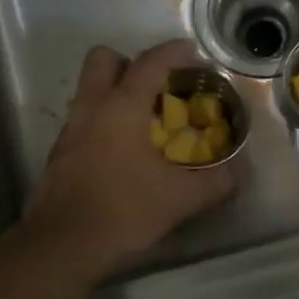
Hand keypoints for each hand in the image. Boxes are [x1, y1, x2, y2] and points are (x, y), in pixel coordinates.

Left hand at [25, 40, 237, 279]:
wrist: (63, 246)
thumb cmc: (124, 211)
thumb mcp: (181, 199)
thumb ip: (216, 182)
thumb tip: (239, 172)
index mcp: (122, 108)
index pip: (149, 63)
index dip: (173, 52)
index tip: (192, 51)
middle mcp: (91, 109)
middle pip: (103, 60)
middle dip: (130, 63)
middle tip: (156, 86)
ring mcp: (70, 131)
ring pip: (89, 91)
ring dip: (115, 94)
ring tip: (144, 122)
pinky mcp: (59, 155)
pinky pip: (83, 121)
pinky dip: (103, 124)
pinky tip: (122, 154)